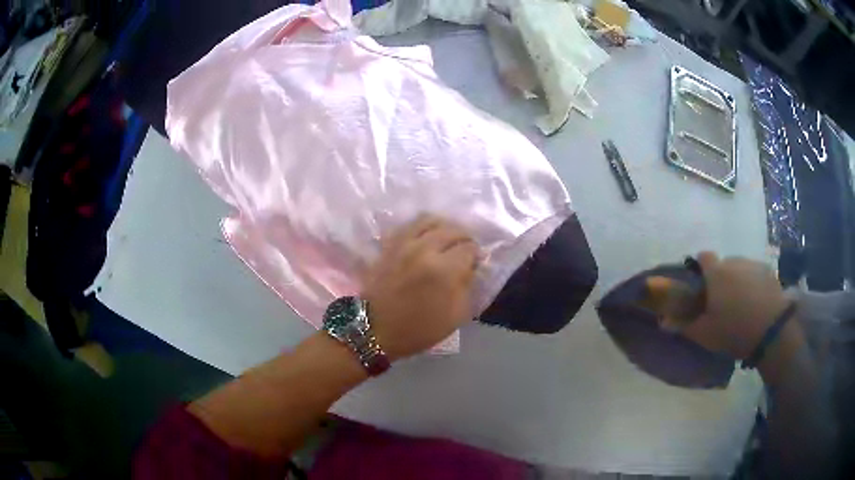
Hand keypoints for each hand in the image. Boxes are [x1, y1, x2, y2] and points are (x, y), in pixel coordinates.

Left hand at [363, 215, 479, 360]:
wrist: (375, 329)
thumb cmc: (419, 329)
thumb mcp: (456, 316)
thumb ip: (468, 286)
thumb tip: (472, 266)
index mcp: (444, 270)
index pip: (469, 248)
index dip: (476, 255)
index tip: (475, 263)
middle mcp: (424, 249)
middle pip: (452, 230)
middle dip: (464, 238)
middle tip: (465, 250)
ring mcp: (404, 243)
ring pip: (430, 220)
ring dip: (444, 226)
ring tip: (448, 238)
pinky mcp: (389, 244)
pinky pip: (410, 224)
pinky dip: (423, 227)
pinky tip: (427, 237)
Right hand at [680, 252, 789, 358]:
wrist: (771, 330)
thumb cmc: (734, 330)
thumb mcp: (705, 334)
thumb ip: (683, 325)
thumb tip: (663, 321)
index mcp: (716, 273)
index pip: (703, 256)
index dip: (699, 267)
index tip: (700, 284)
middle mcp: (734, 261)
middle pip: (723, 264)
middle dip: (720, 278)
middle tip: (721, 302)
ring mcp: (753, 265)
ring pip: (740, 269)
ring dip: (737, 281)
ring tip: (741, 305)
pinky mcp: (768, 271)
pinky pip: (755, 274)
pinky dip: (752, 284)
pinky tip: (755, 303)